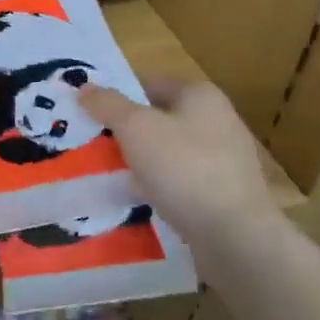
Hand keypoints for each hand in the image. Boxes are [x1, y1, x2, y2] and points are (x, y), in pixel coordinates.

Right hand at [79, 81, 280, 243]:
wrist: (234, 235)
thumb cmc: (184, 168)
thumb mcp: (135, 128)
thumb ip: (107, 104)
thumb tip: (84, 87)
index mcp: (201, 95)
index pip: (150, 84)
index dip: (119, 96)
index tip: (90, 115)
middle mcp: (218, 120)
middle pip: (159, 118)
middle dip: (127, 132)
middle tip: (93, 145)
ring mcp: (225, 159)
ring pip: (168, 152)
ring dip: (141, 161)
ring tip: (109, 175)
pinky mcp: (224, 193)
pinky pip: (181, 181)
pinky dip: (159, 186)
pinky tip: (138, 200)